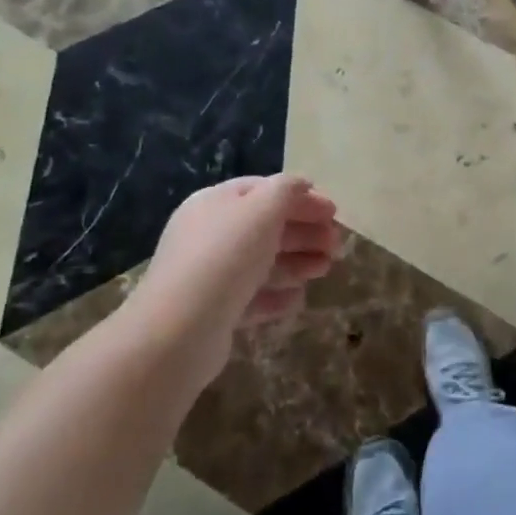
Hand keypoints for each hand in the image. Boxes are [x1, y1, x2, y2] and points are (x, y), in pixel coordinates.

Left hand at [118, 174, 340, 395]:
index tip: (334, 212)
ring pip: (262, 262)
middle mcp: (210, 234)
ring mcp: (210, 275)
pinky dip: (277, 295)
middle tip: (337, 245)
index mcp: (215, 203)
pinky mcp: (213, 312)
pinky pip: (251, 297)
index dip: (300, 198)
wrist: (178, 330)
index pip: (263, 190)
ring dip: (297, 262)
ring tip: (325, 269)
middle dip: (305, 232)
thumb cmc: (225, 256)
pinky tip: (298, 299)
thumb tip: (301, 184)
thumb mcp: (262, 210)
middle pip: (265, 227)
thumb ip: (286, 190)